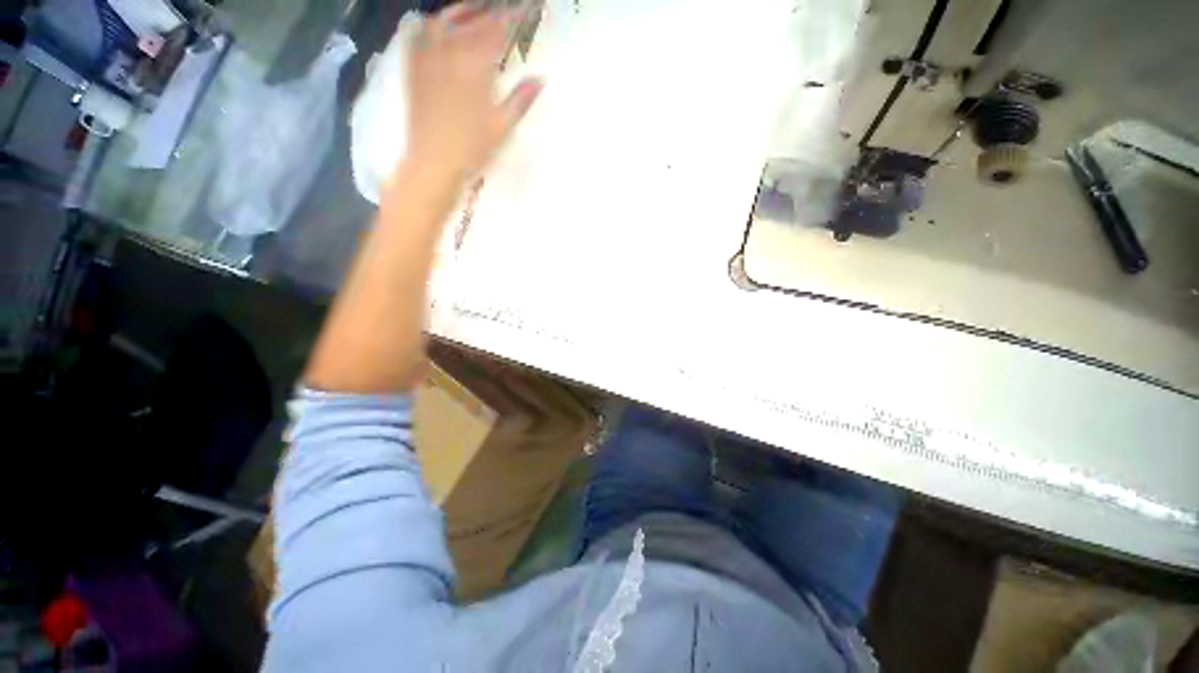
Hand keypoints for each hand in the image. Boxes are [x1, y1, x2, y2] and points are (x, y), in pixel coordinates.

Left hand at [403, 4, 543, 182]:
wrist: (433, 162)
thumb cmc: (472, 149)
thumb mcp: (502, 127)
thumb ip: (521, 99)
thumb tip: (541, 79)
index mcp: (477, 68)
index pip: (498, 32)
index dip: (512, 17)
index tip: (525, 8)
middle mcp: (451, 54)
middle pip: (473, 22)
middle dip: (491, 11)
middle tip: (504, 8)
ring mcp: (429, 58)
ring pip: (445, 21)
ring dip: (461, 11)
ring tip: (474, 8)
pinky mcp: (414, 69)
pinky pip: (417, 35)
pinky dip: (429, 24)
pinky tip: (435, 24)